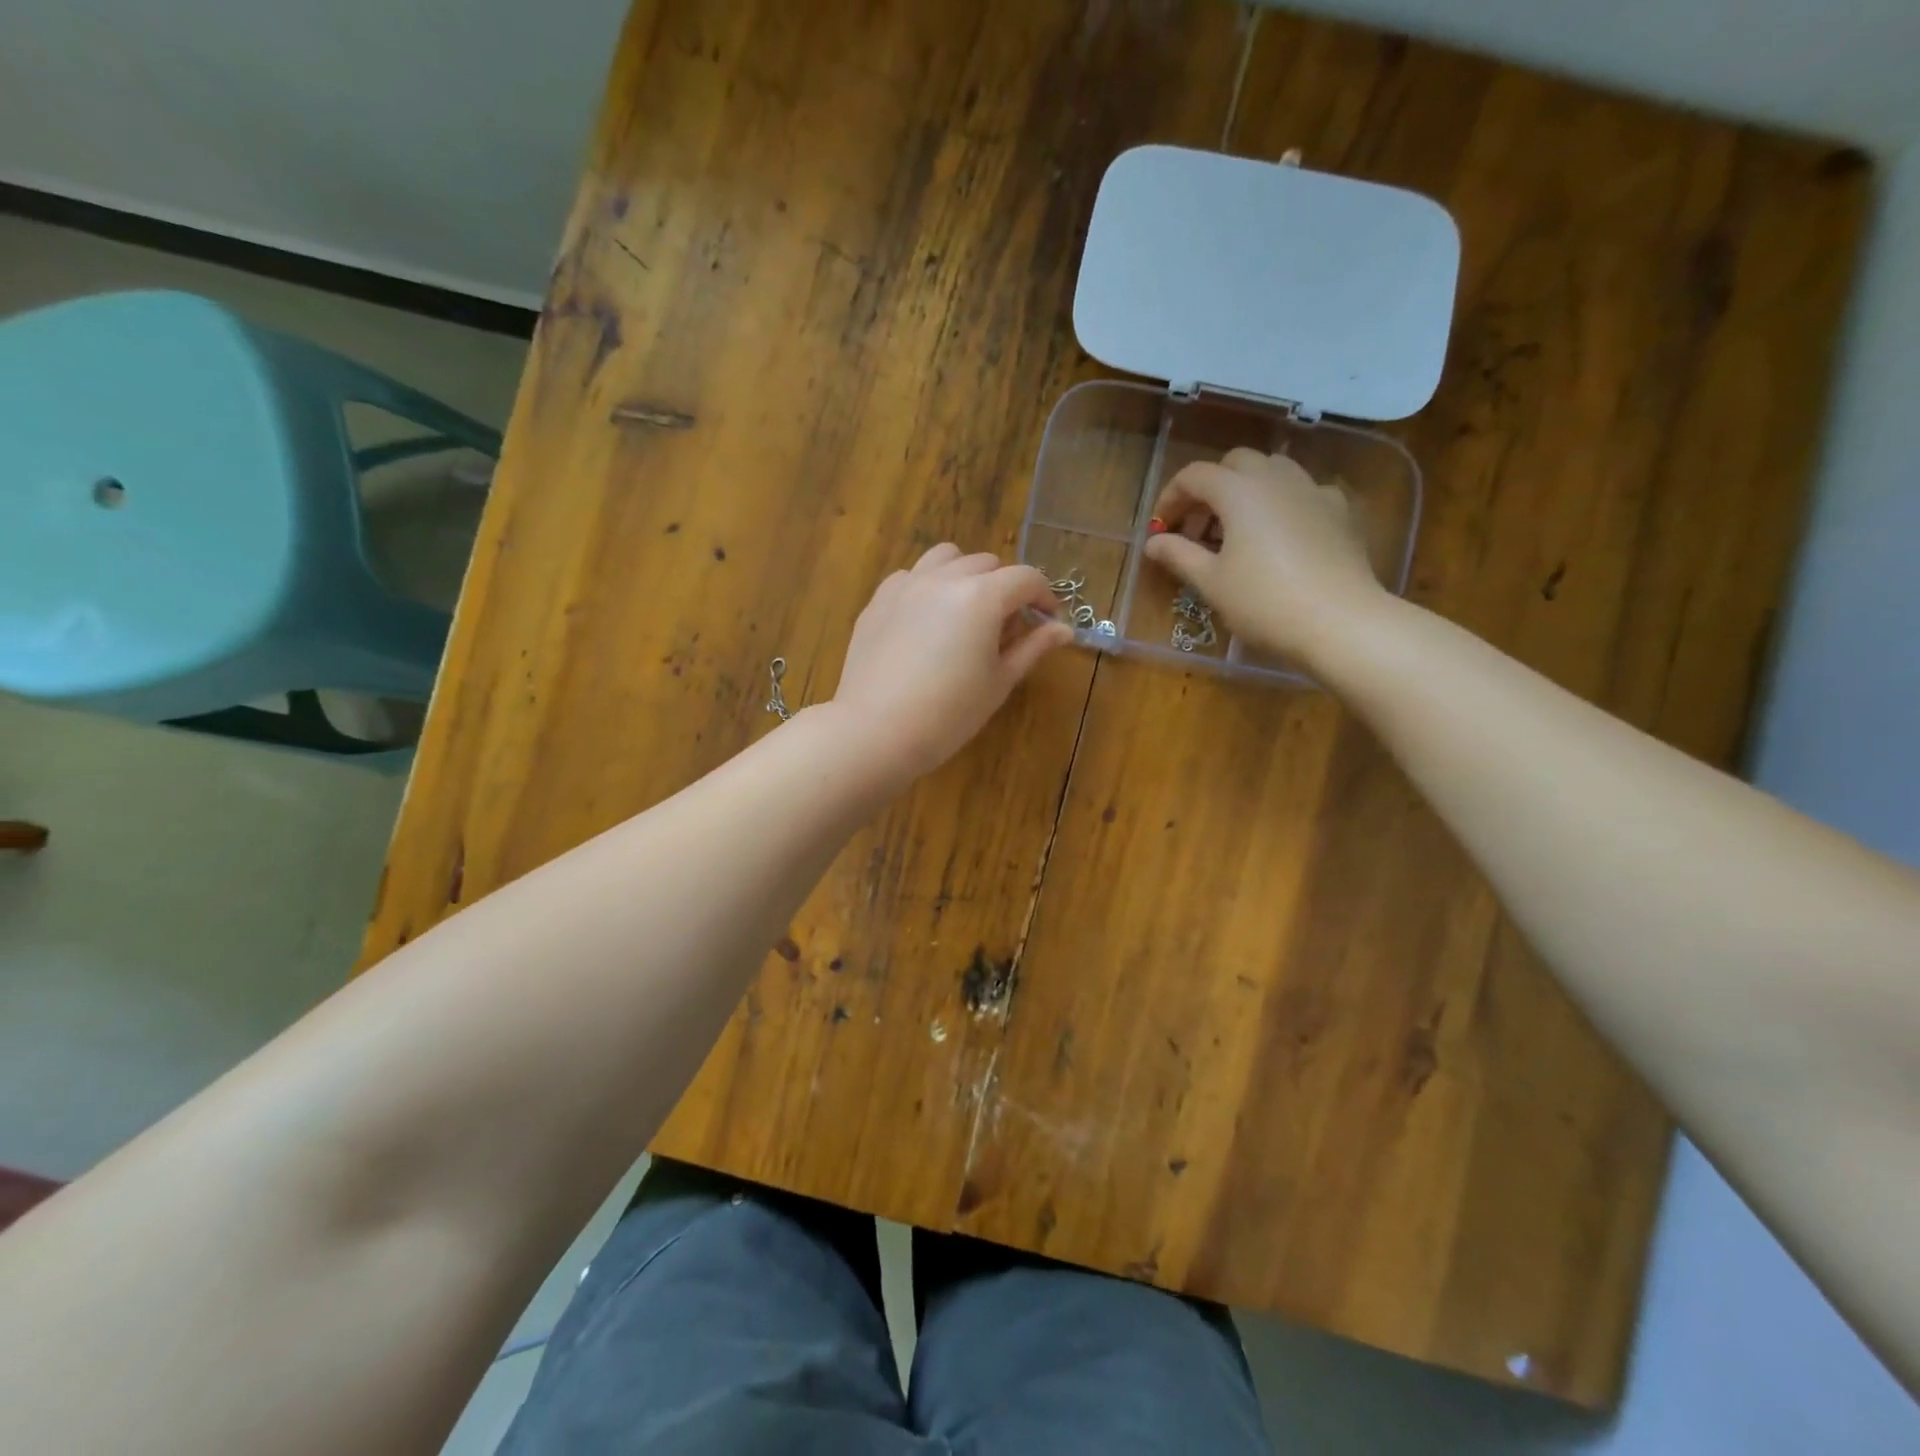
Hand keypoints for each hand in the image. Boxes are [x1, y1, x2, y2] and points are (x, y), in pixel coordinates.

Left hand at [830, 544, 1072, 778]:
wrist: (875, 732)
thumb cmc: (948, 715)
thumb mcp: (999, 682)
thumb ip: (1032, 648)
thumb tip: (1063, 630)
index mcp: (981, 597)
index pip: (1026, 578)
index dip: (1044, 597)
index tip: (1047, 621)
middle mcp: (944, 578)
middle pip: (987, 563)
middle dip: (1005, 587)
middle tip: (1005, 627)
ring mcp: (906, 585)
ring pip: (946, 558)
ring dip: (965, 575)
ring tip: (966, 611)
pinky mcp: (878, 600)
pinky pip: (911, 576)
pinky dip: (928, 586)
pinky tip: (927, 621)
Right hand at [1143, 447, 1387, 666]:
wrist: (1339, 621)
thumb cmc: (1263, 602)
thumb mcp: (1211, 582)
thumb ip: (1179, 555)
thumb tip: (1153, 542)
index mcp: (1239, 490)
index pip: (1194, 476)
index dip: (1171, 498)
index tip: (1161, 530)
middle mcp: (1276, 478)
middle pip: (1234, 463)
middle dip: (1210, 489)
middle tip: (1198, 529)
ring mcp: (1313, 490)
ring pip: (1272, 471)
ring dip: (1246, 491)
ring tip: (1237, 531)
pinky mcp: (1339, 510)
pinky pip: (1303, 492)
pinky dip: (1281, 504)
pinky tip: (1280, 537)